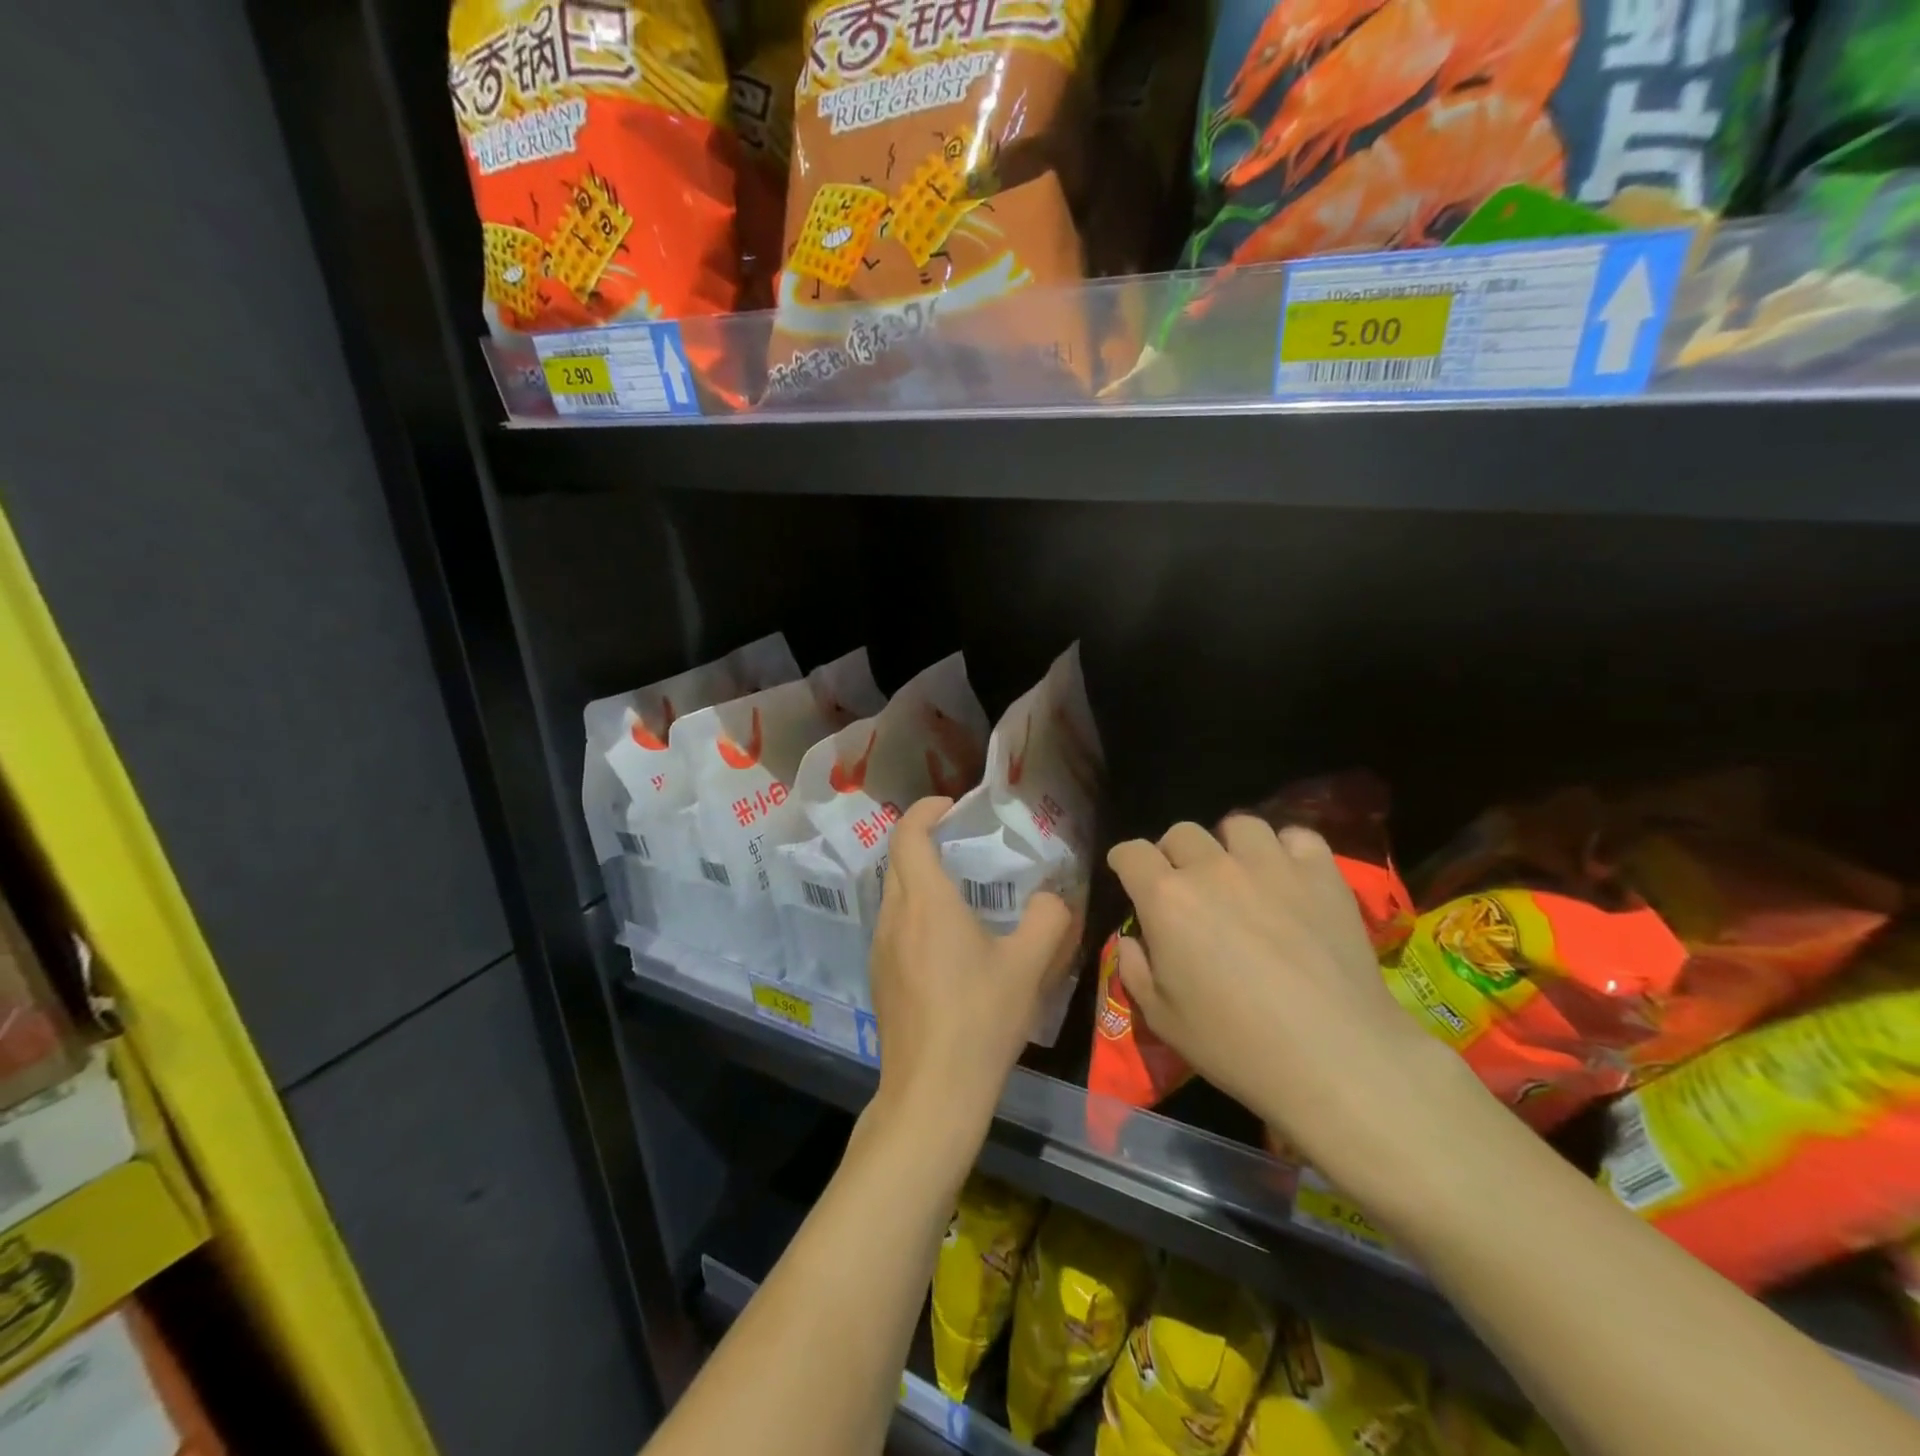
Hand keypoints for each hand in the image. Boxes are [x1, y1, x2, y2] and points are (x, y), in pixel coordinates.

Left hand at [867, 797, 1073, 1147]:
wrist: (932, 1091)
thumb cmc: (980, 1019)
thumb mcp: (1028, 966)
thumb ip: (1049, 919)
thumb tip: (1052, 897)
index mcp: (925, 901)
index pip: (908, 834)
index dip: (925, 810)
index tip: (952, 807)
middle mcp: (893, 916)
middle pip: (897, 860)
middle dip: (923, 840)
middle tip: (962, 843)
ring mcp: (880, 948)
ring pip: (893, 893)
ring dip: (918, 878)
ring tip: (959, 890)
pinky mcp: (879, 977)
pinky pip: (893, 924)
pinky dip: (914, 911)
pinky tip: (946, 941)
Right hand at [1106, 817, 1488, 1210]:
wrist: (1336, 1057)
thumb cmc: (1237, 1045)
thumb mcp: (1162, 1019)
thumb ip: (1134, 969)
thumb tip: (1132, 940)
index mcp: (1166, 899)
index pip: (1131, 853)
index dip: (1125, 861)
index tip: (1128, 874)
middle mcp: (1213, 868)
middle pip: (1181, 833)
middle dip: (1173, 854)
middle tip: (1186, 885)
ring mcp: (1270, 864)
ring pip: (1238, 824)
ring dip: (1229, 845)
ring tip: (1239, 872)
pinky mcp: (1321, 873)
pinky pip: (1296, 836)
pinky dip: (1286, 849)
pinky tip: (1288, 875)